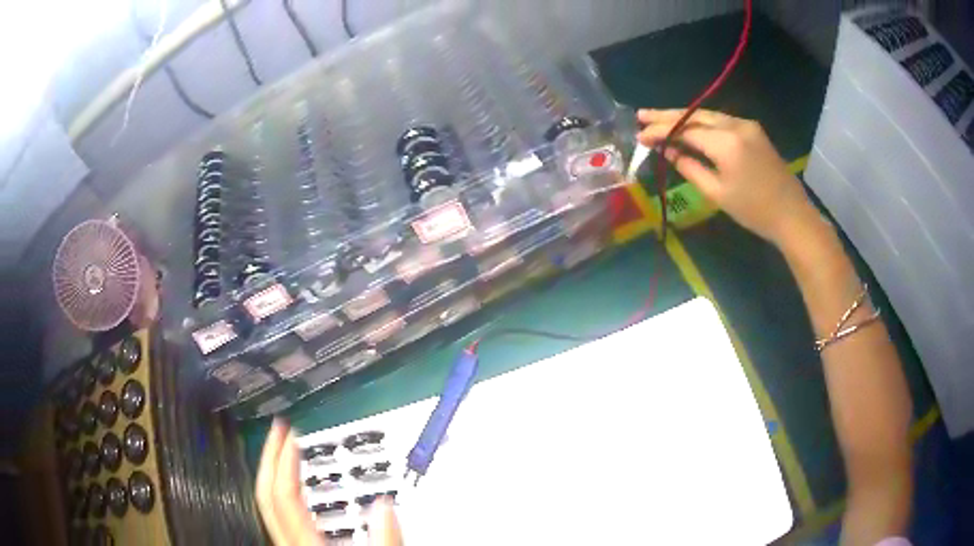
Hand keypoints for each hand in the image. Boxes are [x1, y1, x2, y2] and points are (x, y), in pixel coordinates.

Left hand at [256, 419, 402, 545]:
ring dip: (273, 473)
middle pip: (266, 497)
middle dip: (269, 458)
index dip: (282, 461)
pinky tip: (295, 490)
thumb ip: (385, 541)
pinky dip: (283, 494)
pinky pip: (279, 517)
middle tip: (279, 431)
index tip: (289, 433)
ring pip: (268, 505)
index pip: (284, 497)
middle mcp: (290, 544)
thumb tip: (384, 505)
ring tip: (284, 453)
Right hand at [636, 108, 819, 246]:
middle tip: (641, 115)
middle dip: (667, 115)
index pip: (685, 130)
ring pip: (707, 115)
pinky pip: (721, 121)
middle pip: (695, 115)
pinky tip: (689, 127)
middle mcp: (735, 125)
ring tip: (659, 118)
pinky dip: (701, 123)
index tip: (639, 135)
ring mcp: (746, 125)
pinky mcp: (753, 130)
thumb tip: (668, 152)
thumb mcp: (717, 193)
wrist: (792, 214)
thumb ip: (690, 168)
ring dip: (683, 117)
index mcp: (726, 143)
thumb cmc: (754, 210)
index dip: (661, 131)